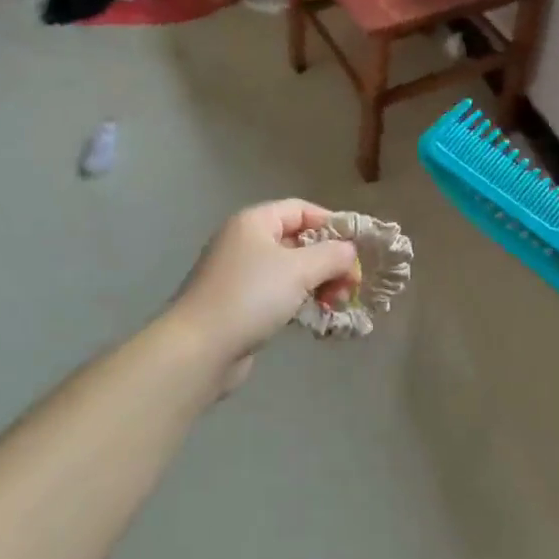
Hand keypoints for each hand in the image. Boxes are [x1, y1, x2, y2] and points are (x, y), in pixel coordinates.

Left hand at [170, 201, 360, 388]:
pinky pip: (279, 295)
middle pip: (298, 241)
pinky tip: (317, 318)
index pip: (301, 209)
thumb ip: (332, 255)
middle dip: (329, 261)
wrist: (200, 348)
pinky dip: (300, 302)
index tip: (357, 247)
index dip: (332, 223)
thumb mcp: (299, 269)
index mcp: (254, 222)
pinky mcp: (239, 305)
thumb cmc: (251, 296)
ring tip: (336, 304)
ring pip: (290, 271)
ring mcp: (240, 275)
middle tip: (350, 285)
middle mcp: (245, 242)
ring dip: (318, 284)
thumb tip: (350, 251)